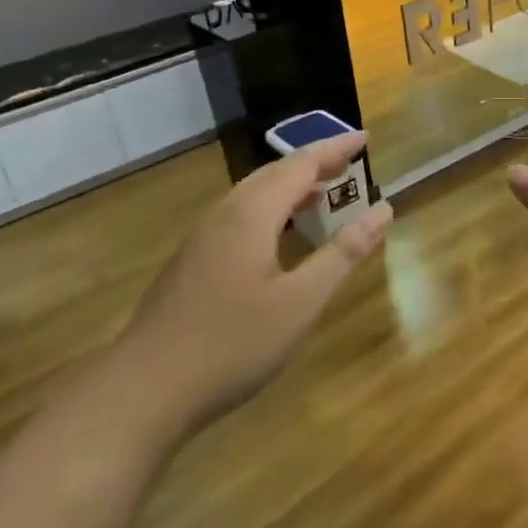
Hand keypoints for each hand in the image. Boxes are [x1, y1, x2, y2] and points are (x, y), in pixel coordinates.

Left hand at [110, 133, 391, 434]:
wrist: (145, 389)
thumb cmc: (233, 343)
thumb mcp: (301, 301)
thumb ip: (343, 253)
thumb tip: (382, 210)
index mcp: (251, 215)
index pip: (300, 165)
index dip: (334, 149)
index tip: (366, 137)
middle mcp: (223, 216)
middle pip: (272, 174)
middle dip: (312, 163)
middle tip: (348, 162)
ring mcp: (201, 240)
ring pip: (251, 195)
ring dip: (289, 186)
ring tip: (321, 192)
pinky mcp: (191, 263)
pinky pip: (239, 216)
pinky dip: (270, 209)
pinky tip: (278, 235)